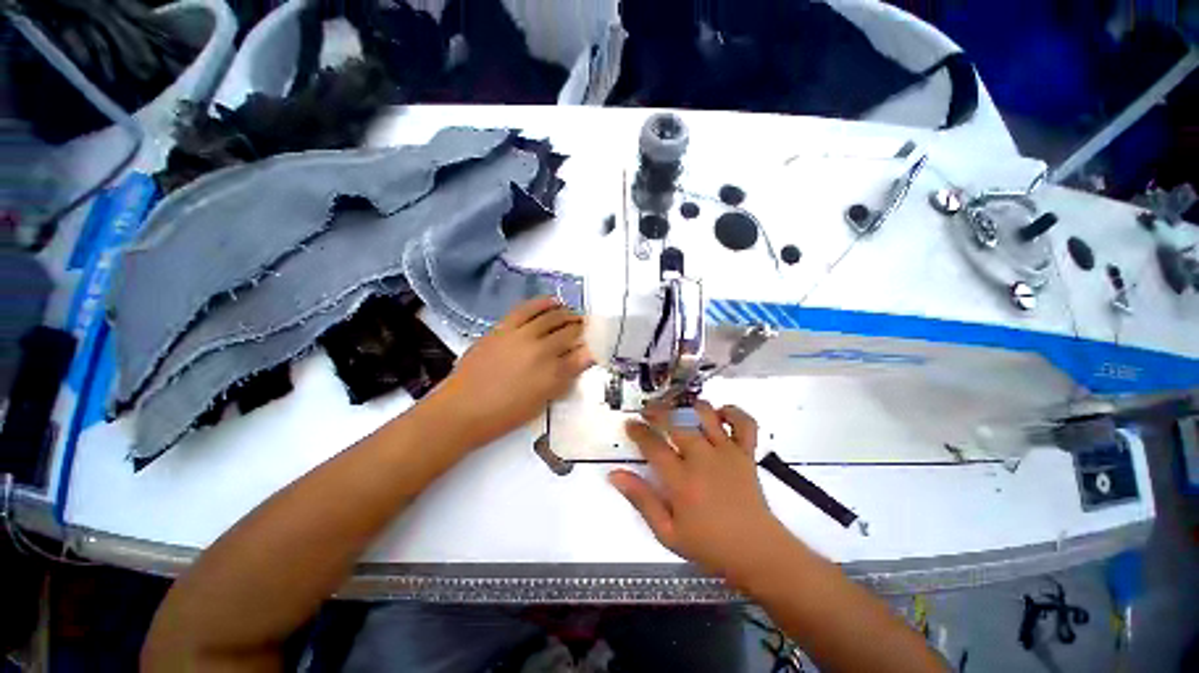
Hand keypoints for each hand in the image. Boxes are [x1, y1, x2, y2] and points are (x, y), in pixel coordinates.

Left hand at [432, 296, 591, 446]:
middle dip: (582, 330)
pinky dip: (543, 303)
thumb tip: (582, 359)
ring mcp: (521, 336)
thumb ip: (564, 379)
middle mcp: (541, 351)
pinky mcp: (504, 328)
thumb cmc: (504, 414)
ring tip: (573, 315)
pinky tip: (553, 301)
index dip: (591, 347)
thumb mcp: (541, 402)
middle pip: (569, 333)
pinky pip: (527, 309)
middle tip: (586, 329)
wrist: (462, 409)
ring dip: (567, 314)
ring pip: (552, 318)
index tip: (596, 344)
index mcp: (552, 375)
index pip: (581, 355)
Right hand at [609, 401, 790, 579]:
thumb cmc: (709, 546)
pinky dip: (733, 412)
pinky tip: (719, 413)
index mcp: (681, 479)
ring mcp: (726, 452)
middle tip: (648, 411)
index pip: (653, 445)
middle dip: (657, 411)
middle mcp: (702, 458)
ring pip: (705, 415)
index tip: (630, 424)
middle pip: (676, 422)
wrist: (757, 553)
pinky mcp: (746, 453)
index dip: (638, 430)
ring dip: (688, 406)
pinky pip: (744, 423)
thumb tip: (615, 475)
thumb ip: (641, 499)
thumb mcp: (667, 532)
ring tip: (678, 409)